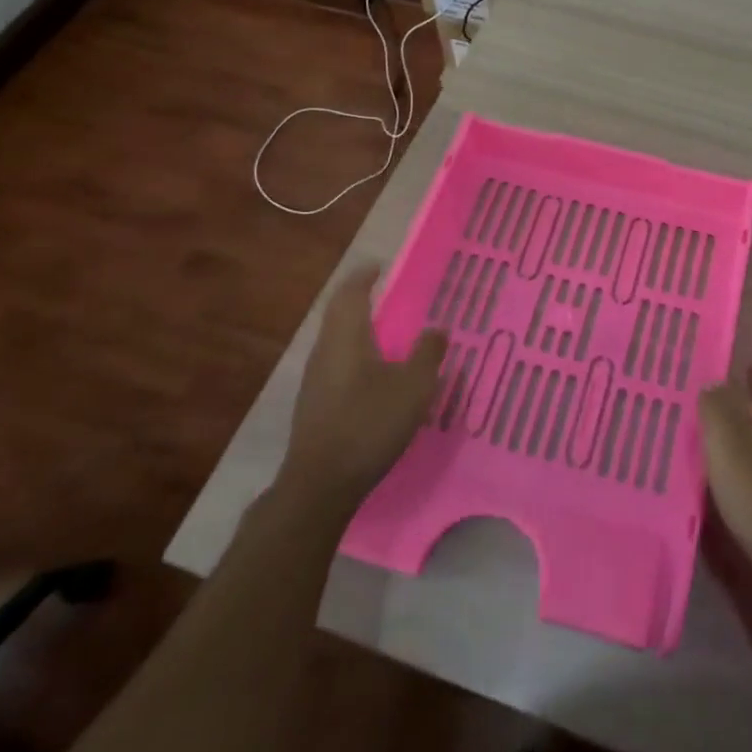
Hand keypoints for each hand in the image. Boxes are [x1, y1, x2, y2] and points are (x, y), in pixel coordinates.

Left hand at [281, 266, 447, 514]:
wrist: (321, 484)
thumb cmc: (369, 423)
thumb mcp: (413, 387)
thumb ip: (427, 353)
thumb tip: (436, 329)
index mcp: (346, 337)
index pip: (350, 293)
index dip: (364, 277)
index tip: (379, 267)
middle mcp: (324, 351)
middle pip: (339, 315)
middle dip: (360, 302)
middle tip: (387, 296)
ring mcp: (314, 380)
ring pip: (336, 342)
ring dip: (358, 331)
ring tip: (385, 334)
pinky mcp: (314, 406)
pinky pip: (336, 366)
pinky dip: (355, 357)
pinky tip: (374, 376)